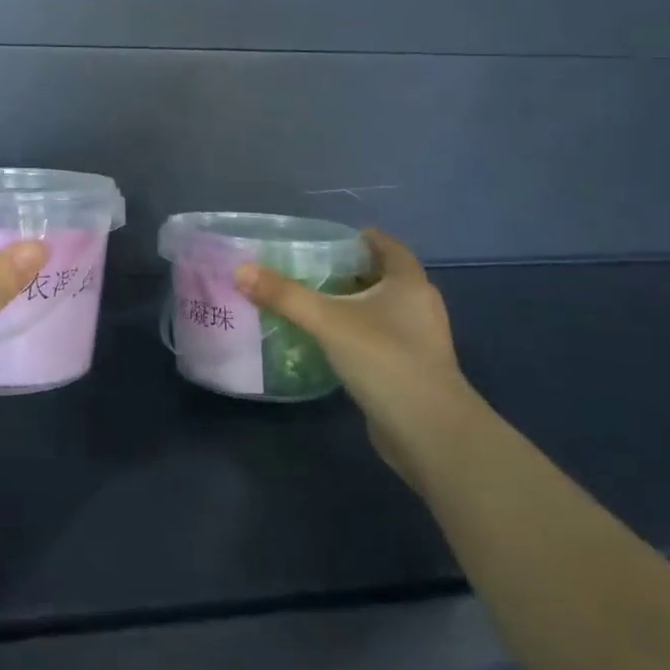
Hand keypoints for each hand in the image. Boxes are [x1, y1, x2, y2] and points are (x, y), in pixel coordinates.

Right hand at [235, 226, 480, 486]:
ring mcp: (418, 340)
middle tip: (308, 269)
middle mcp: (419, 305)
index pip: (386, 245)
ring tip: (311, 303)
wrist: (429, 431)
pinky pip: (378, 337)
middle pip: (382, 276)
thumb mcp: (328, 321)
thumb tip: (241, 270)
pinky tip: (327, 341)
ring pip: (380, 309)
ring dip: (350, 304)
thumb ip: (284, 295)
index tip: (324, 239)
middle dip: (347, 271)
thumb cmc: (384, 359)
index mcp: (409, 282)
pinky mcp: (410, 368)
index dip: (358, 238)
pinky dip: (355, 332)